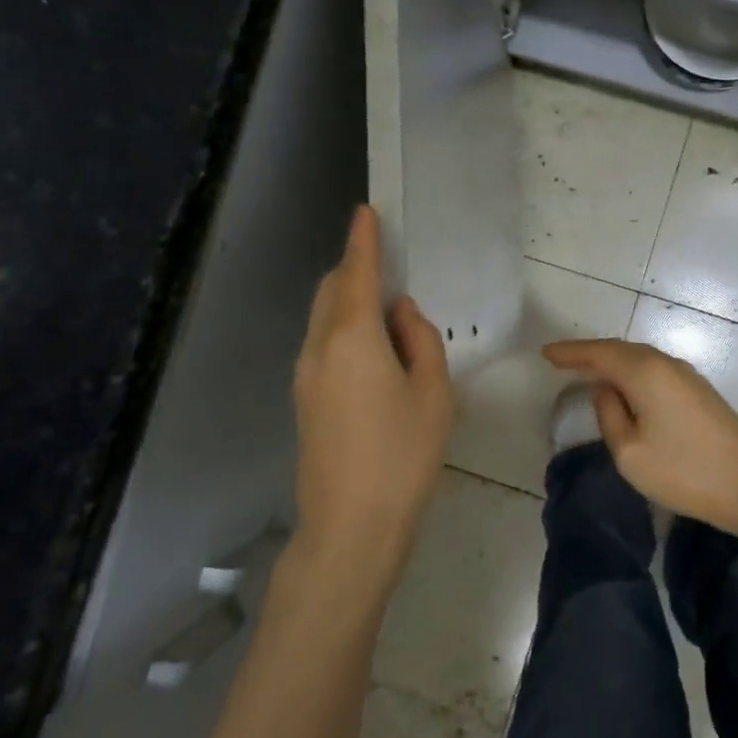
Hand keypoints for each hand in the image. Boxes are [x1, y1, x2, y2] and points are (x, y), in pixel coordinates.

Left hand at [291, 206, 453, 584]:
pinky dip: (344, 328)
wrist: (350, 526)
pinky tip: (373, 352)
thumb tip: (401, 314)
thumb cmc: (403, 456)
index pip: (356, 273)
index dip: (363, 240)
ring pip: (324, 318)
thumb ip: (421, 340)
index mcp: (352, 338)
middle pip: (332, 291)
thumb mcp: (434, 393)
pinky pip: (323, 344)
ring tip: (388, 313)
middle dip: (354, 268)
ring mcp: (305, 375)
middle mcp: (319, 348)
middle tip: (388, 266)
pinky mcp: (303, 399)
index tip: (366, 212)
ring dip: (349, 300)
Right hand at [542, 339, 737, 542]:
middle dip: (589, 354)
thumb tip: (605, 392)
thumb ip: (609, 415)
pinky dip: (631, 372)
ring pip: (638, 358)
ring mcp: (685, 375)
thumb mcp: (630, 452)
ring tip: (586, 371)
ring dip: (611, 362)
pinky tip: (623, 385)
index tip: (546, 353)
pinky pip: (653, 369)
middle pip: (620, 350)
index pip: (599, 353)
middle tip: (561, 361)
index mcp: (645, 373)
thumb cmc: (684, 472)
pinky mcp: (697, 390)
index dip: (571, 353)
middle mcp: (665, 364)